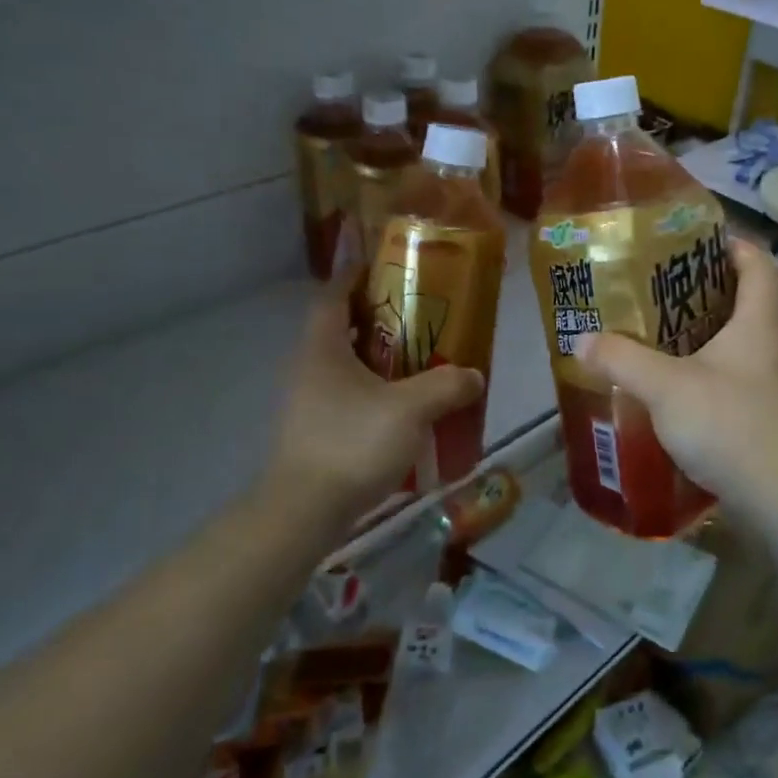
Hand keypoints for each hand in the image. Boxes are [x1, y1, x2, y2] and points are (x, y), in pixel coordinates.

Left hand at [267, 284, 483, 529]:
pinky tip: (402, 405)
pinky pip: (347, 394)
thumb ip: (446, 386)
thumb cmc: (351, 444)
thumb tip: (474, 375)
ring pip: (345, 363)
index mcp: (323, 348)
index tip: (384, 265)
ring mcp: (308, 401)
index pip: (333, 294)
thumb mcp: (410, 409)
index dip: (355, 274)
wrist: (304, 512)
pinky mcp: (315, 430)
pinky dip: (373, 388)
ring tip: (418, 356)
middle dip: (376, 315)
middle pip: (340, 326)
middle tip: (417, 312)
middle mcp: (309, 367)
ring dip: (376, 355)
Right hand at [572, 239, 777, 512]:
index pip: (758, 262)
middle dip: (707, 289)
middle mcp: (777, 343)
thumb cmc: (729, 423)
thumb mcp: (664, 386)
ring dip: (708, 332)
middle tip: (660, 288)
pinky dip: (712, 370)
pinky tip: (679, 386)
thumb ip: (621, 359)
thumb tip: (581, 339)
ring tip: (662, 333)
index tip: (692, 242)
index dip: (730, 245)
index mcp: (761, 320)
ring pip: (743, 340)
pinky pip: (740, 375)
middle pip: (748, 299)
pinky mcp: (771, 414)